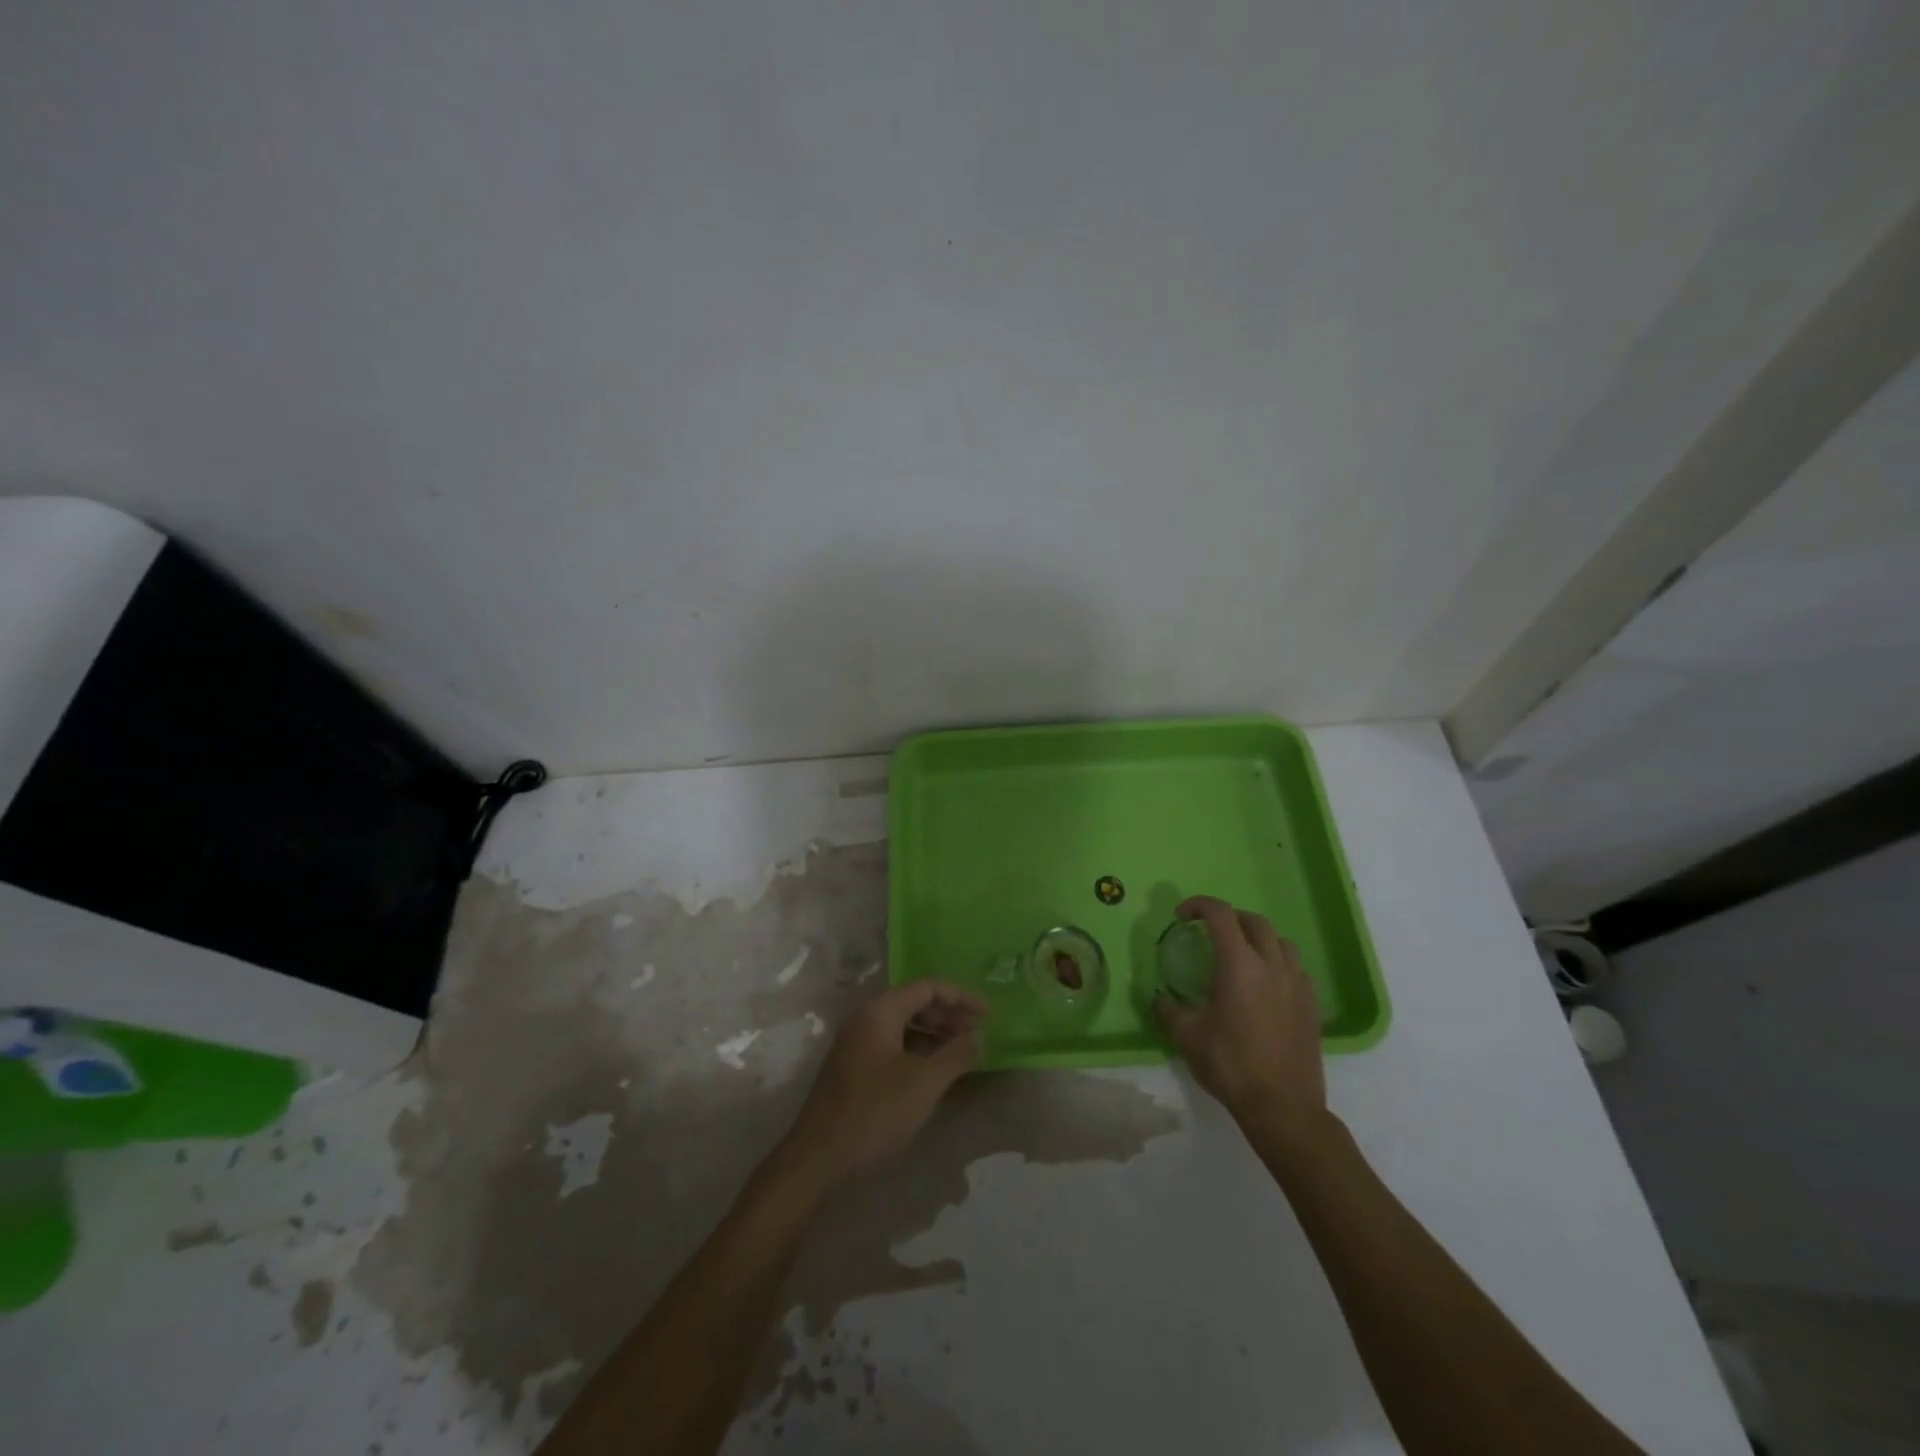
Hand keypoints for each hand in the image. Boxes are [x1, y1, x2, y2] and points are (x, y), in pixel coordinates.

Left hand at [783, 980, 985, 1184]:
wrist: (818, 1158)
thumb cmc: (875, 1112)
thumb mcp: (924, 1083)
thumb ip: (955, 1055)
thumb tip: (978, 1036)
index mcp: (880, 1011)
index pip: (927, 988)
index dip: (961, 997)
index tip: (988, 1015)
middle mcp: (865, 1018)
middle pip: (914, 1003)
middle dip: (948, 1016)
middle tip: (977, 1035)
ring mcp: (856, 1043)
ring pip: (903, 1025)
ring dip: (934, 1034)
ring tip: (961, 1053)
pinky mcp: (852, 1067)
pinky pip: (892, 1044)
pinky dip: (917, 1050)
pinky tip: (933, 1071)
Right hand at [1153, 896, 1326, 1133]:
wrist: (1283, 1107)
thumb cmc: (1232, 1066)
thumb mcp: (1188, 1037)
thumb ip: (1169, 1010)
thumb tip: (1159, 997)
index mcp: (1239, 965)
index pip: (1221, 914)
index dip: (1199, 905)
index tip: (1182, 916)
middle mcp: (1272, 965)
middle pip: (1254, 921)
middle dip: (1229, 918)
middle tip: (1210, 932)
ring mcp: (1296, 984)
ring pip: (1280, 941)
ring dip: (1257, 938)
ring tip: (1240, 955)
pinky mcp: (1311, 1004)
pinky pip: (1295, 967)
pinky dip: (1277, 962)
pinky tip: (1264, 985)